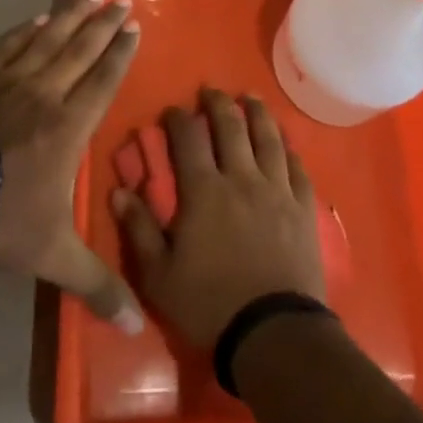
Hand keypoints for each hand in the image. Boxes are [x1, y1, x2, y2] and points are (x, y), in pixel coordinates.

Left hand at [0, 0, 144, 330]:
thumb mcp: (53, 254)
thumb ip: (96, 283)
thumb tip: (137, 328)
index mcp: (69, 125)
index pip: (103, 80)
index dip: (120, 52)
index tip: (134, 26)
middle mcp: (45, 93)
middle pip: (81, 50)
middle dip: (103, 24)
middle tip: (120, 0)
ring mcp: (7, 80)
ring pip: (48, 39)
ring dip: (71, 15)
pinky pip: (8, 45)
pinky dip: (26, 30)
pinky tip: (37, 19)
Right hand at [111, 89, 325, 348]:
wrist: (274, 331)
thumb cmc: (209, 305)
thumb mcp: (159, 276)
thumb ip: (139, 229)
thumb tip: (119, 190)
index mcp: (204, 190)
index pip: (188, 140)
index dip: (178, 119)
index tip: (172, 110)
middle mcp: (242, 178)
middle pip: (231, 127)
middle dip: (218, 103)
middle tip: (211, 90)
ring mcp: (277, 190)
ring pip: (268, 138)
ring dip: (258, 113)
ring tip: (252, 98)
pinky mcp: (303, 207)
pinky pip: (297, 168)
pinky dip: (290, 150)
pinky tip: (286, 143)